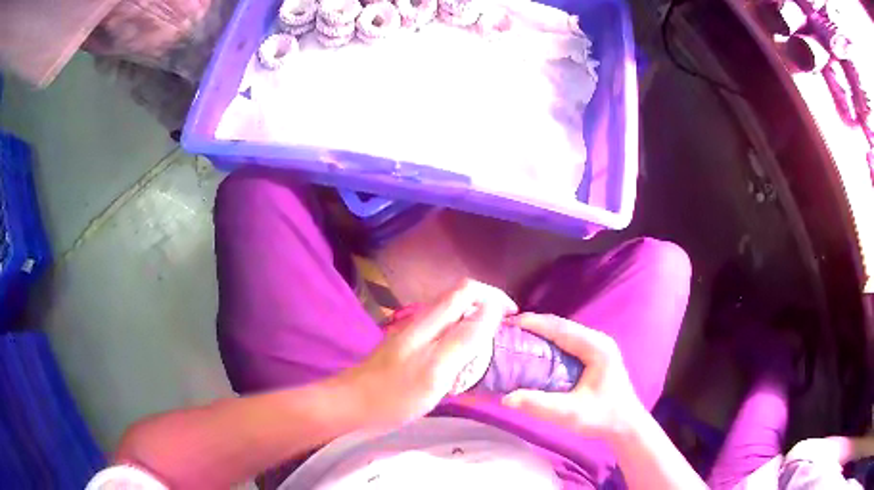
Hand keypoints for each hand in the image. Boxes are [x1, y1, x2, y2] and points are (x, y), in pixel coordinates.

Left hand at [339, 279, 517, 427]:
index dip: (494, 296)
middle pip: (460, 300)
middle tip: (506, 336)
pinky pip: (442, 335)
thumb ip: (464, 339)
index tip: (514, 319)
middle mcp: (422, 320)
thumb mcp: (435, 370)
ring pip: (451, 317)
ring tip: (492, 348)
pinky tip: (464, 362)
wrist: (351, 404)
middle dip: (488, 309)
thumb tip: (492, 309)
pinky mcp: (408, 349)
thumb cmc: (394, 393)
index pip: (468, 290)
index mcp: (430, 321)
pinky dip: (461, 341)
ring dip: (475, 325)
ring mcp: (413, 334)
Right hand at [501, 314, 644, 441]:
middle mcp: (598, 341)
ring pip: (564, 331)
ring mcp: (598, 346)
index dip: (533, 324)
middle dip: (534, 325)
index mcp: (596, 348)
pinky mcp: (595, 354)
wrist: (626, 425)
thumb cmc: (602, 418)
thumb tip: (506, 398)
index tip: (508, 323)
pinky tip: (534, 349)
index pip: (560, 329)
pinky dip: (549, 341)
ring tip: (516, 336)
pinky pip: (568, 341)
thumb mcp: (570, 414)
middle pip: (561, 326)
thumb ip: (540, 405)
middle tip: (507, 329)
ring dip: (540, 332)